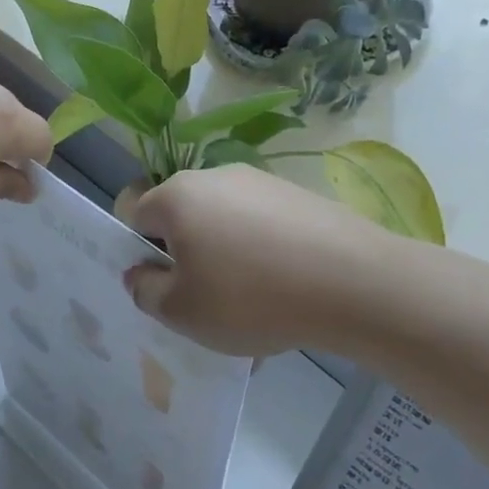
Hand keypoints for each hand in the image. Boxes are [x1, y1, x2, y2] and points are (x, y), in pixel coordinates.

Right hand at [117, 166, 367, 356]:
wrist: (354, 284)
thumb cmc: (249, 298)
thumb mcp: (180, 311)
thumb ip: (145, 291)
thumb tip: (140, 273)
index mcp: (177, 197)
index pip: (135, 214)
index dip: (139, 252)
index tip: (162, 285)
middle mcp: (215, 177)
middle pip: (182, 216)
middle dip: (185, 254)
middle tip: (204, 298)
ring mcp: (262, 182)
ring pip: (225, 223)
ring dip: (225, 256)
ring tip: (251, 302)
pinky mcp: (300, 196)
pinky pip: (263, 227)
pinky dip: (263, 255)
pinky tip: (284, 290)